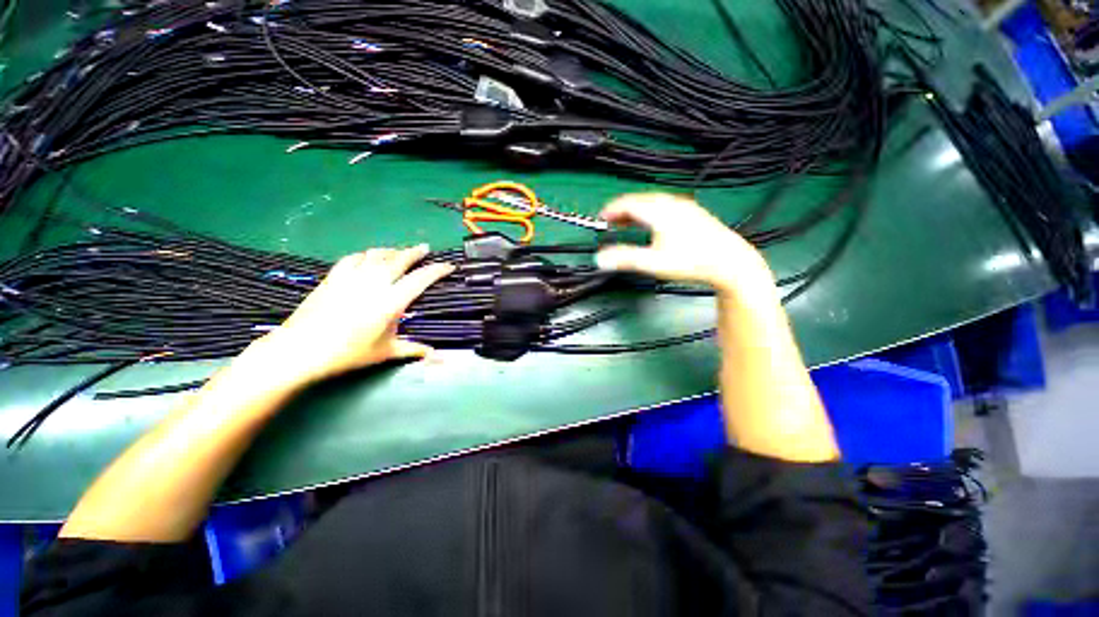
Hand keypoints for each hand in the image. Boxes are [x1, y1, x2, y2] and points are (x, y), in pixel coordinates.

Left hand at [245, 245, 453, 384]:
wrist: (301, 349)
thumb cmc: (348, 353)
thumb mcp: (385, 352)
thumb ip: (412, 349)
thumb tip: (435, 356)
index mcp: (392, 301)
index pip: (421, 279)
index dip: (437, 270)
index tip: (448, 266)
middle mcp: (374, 284)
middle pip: (399, 260)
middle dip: (415, 252)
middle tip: (425, 248)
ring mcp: (352, 278)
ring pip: (377, 255)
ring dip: (392, 251)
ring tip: (400, 251)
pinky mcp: (334, 277)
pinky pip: (354, 258)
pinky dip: (366, 254)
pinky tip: (368, 256)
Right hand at [595, 193, 774, 297]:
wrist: (730, 262)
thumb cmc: (692, 261)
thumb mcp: (654, 262)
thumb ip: (625, 259)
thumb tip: (600, 259)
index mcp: (660, 212)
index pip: (629, 204)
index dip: (612, 210)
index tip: (601, 218)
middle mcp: (672, 205)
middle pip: (640, 201)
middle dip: (622, 210)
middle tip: (610, 221)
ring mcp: (685, 208)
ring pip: (653, 203)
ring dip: (635, 211)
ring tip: (626, 223)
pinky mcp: (693, 214)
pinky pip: (664, 207)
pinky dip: (649, 213)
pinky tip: (650, 224)